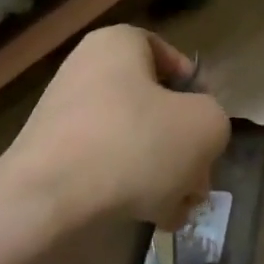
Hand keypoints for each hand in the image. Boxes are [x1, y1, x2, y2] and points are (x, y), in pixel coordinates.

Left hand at [6, 26, 230, 232]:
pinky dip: (130, 189)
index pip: (169, 57)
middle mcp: (87, 71)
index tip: (206, 127)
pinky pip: (105, 167)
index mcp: (117, 45)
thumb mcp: (204, 125)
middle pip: (154, 106)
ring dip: (163, 175)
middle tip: (198, 181)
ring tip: (178, 209)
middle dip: (184, 147)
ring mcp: (65, 116)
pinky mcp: (53, 159)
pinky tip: (151, 218)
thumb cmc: (134, 145)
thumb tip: (197, 135)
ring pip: (134, 141)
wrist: (48, 203)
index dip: (196, 92)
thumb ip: (214, 119)